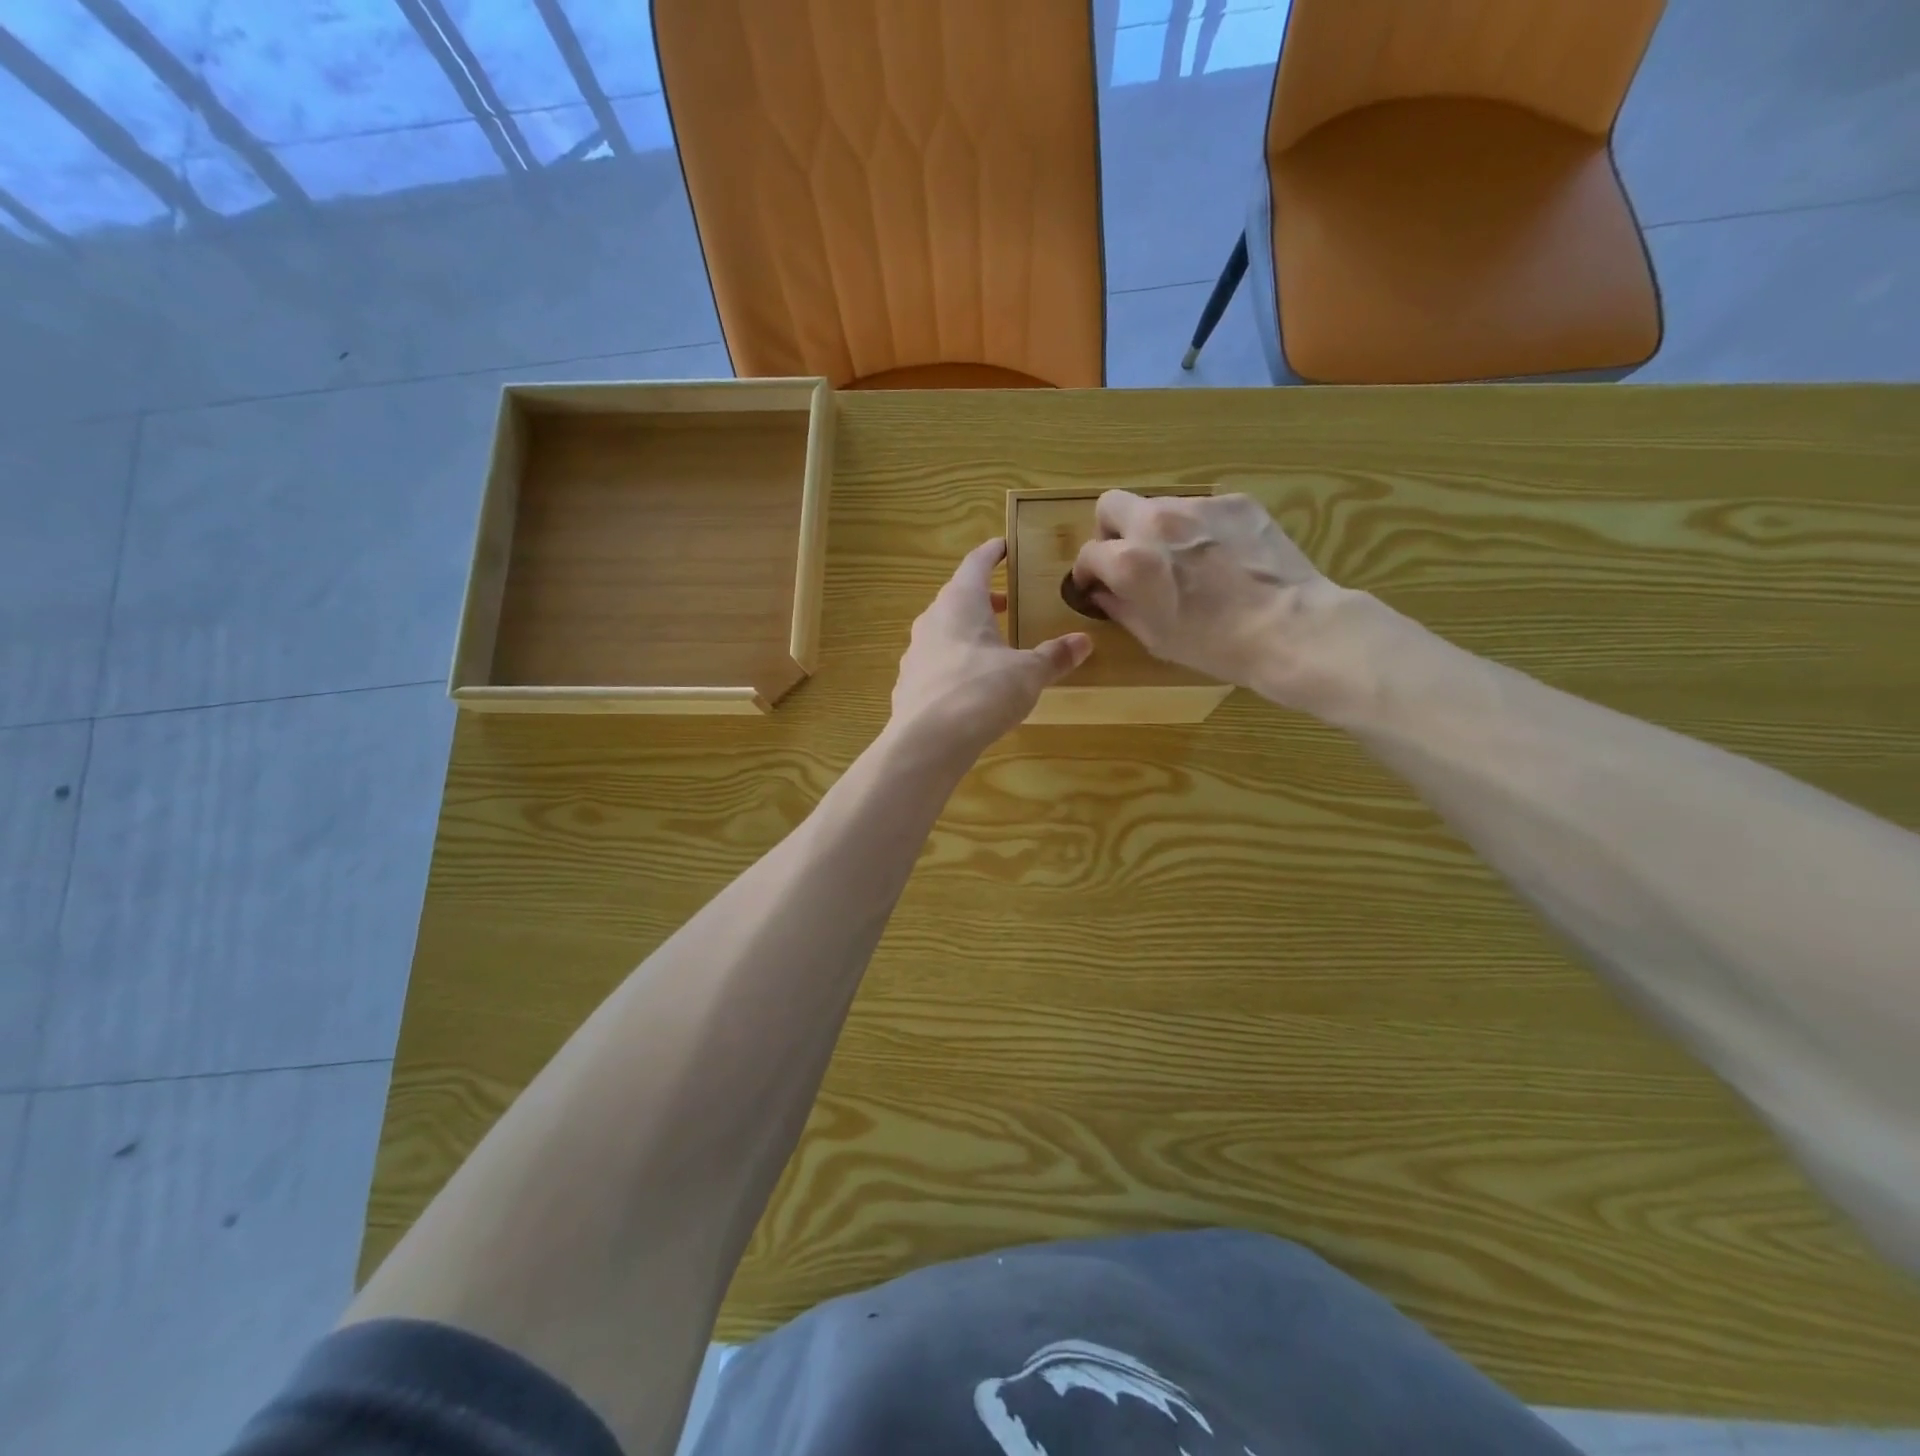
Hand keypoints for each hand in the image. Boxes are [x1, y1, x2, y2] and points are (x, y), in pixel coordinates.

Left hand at [890, 539, 1091, 756]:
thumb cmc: (981, 692)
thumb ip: (1054, 656)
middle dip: (983, 599)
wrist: (927, 742)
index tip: (1004, 547)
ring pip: (943, 632)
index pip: (976, 564)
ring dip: (966, 633)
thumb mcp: (1028, 673)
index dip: (992, 553)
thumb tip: (1083, 642)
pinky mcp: (908, 685)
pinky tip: (969, 686)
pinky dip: (953, 664)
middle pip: (957, 598)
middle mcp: (931, 620)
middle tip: (1007, 605)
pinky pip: (935, 664)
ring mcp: (915, 653)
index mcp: (960, 603)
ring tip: (991, 647)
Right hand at [1070, 490, 1370, 711]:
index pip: (1088, 554)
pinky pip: (1200, 509)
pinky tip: (1220, 557)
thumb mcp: (1155, 637)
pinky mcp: (1235, 502)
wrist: (1289, 628)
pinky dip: (1198, 529)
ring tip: (1183, 560)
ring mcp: (1198, 506)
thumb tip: (1104, 593)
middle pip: (1110, 506)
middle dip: (1111, 531)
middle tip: (1128, 558)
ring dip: (1157, 530)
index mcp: (1129, 561)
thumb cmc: (1215, 645)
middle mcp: (1156, 522)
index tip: (1096, 586)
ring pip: (1158, 505)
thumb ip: (1119, 608)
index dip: (1087, 573)